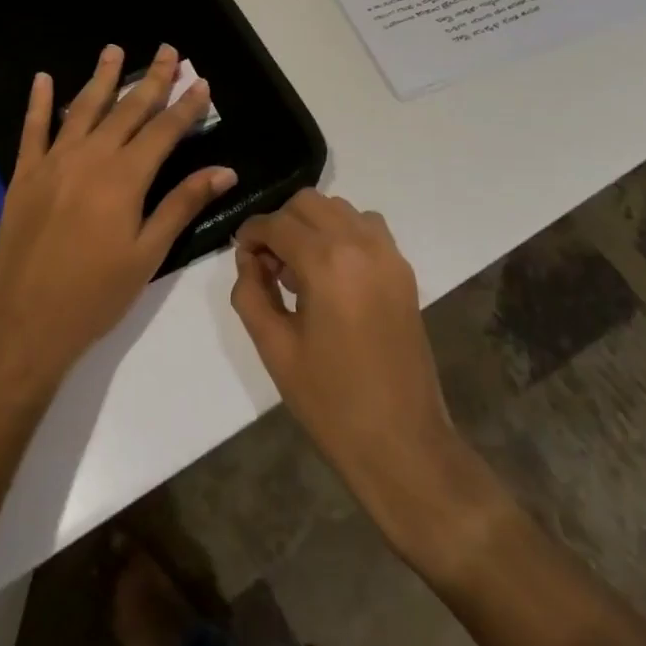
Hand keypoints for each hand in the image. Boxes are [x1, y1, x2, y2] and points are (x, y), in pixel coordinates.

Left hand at [0, 43, 235, 395]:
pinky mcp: (24, 175)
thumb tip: (224, 170)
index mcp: (125, 178)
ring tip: (115, 50)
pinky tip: (42, 78)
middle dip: (152, 80)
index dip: (186, 106)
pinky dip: (38, 102)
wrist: (23, 322)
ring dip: (102, 78)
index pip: (164, 131)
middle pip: (127, 110)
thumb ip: (182, 205)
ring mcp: (53, 162)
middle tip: (168, 51)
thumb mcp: (148, 254)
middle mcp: (90, 158)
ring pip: (82, 108)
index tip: (202, 81)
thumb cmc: (95, 295)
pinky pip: (32, 130)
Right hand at [232, 191, 491, 554]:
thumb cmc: (330, 401)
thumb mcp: (274, 347)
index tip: (242, 257)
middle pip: (308, 203)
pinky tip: (332, 273)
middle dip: (280, 223)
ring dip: (312, 224)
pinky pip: (367, 228)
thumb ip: (251, 292)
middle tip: (268, 264)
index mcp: (326, 263)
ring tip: (300, 268)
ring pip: (339, 209)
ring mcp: (389, 255)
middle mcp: (361, 245)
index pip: (276, 223)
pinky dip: (343, 233)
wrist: (401, 442)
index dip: (251, 234)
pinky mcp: (404, 271)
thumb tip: (249, 260)